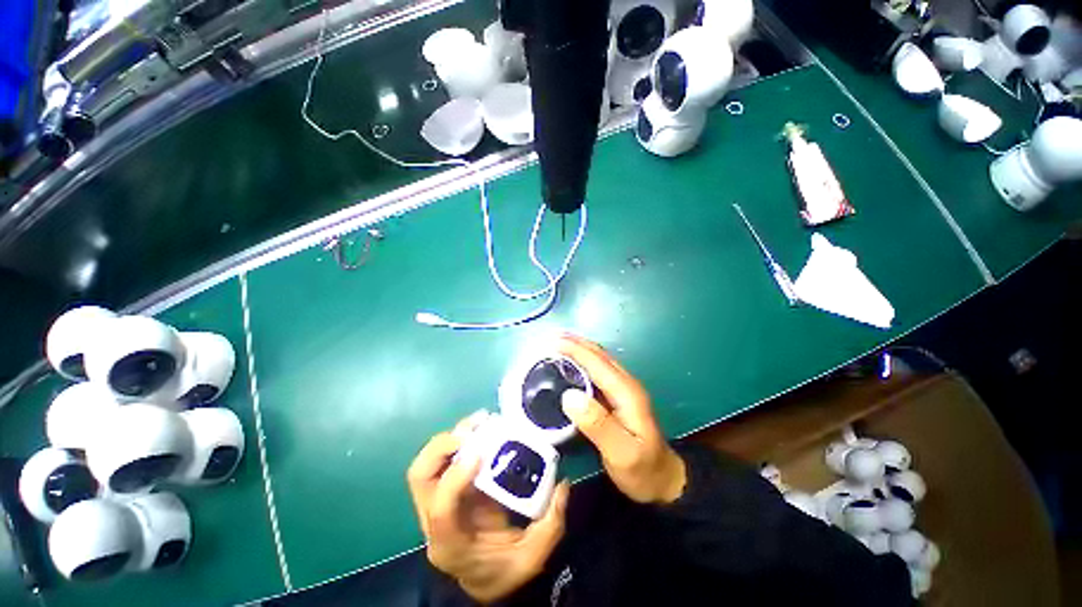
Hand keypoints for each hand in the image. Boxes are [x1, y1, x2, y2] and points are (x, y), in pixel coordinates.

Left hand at [407, 419, 570, 603]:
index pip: (440, 510)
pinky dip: (456, 450)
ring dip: (447, 443)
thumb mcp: (534, 556)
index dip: (455, 479)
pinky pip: (439, 470)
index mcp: (450, 546)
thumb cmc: (507, 575)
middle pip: (419, 480)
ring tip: (476, 424)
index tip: (479, 453)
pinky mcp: (439, 500)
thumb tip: (564, 484)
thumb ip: (551, 523)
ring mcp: (429, 511)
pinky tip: (478, 437)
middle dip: (443, 449)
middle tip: (476, 428)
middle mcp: (430, 526)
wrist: (485, 586)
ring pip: (423, 470)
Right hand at [558, 334, 686, 503]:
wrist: (663, 483)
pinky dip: (581, 370)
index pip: (599, 364)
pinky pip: (597, 379)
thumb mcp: (621, 452)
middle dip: (574, 345)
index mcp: (628, 395)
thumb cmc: (643, 470)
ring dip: (577, 355)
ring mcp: (624, 397)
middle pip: (600, 359)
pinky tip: (565, 375)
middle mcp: (628, 389)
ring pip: (599, 366)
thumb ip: (597, 425)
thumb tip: (569, 396)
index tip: (547, 342)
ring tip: (549, 352)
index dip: (574, 350)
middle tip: (543, 341)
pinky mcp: (619, 407)